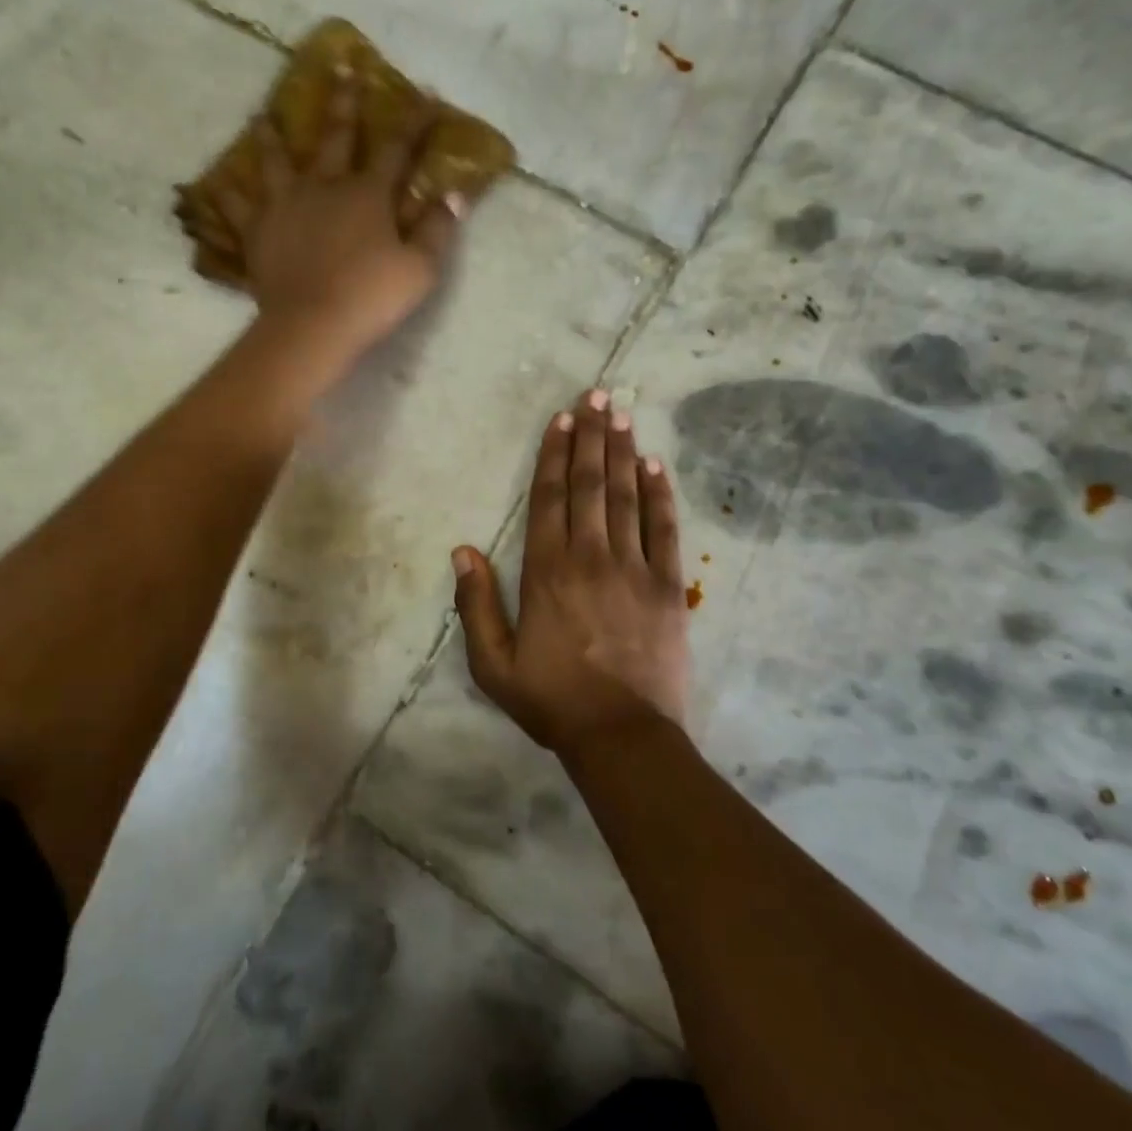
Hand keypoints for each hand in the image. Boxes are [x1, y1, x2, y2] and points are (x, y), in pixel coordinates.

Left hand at [216, 73, 463, 364]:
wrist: (312, 324)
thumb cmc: (371, 297)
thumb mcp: (420, 268)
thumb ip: (438, 229)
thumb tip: (456, 194)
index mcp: (368, 194)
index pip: (397, 149)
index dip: (413, 120)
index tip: (424, 90)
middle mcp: (325, 187)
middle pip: (335, 137)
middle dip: (343, 102)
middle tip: (341, 67)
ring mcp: (286, 206)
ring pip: (276, 162)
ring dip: (271, 137)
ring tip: (262, 115)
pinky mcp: (257, 232)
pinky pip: (238, 209)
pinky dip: (228, 196)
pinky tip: (216, 184)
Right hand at [452, 389, 690, 757]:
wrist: (622, 736)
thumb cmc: (552, 699)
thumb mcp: (492, 663)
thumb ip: (475, 605)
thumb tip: (461, 551)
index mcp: (546, 570)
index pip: (549, 497)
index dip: (554, 453)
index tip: (562, 418)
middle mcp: (591, 556)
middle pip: (590, 484)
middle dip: (592, 436)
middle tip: (599, 394)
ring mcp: (635, 568)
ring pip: (627, 496)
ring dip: (624, 452)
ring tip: (623, 414)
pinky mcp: (670, 586)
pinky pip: (666, 528)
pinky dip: (661, 493)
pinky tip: (656, 465)